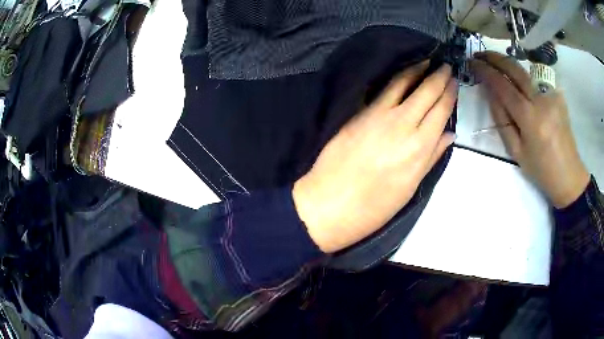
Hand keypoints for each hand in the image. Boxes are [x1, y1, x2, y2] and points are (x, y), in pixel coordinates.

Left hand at [293, 62, 456, 252]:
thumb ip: (431, 158)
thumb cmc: (374, 207)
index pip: (441, 110)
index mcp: (419, 147)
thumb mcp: (410, 188)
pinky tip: (400, 73)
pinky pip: (382, 89)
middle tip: (445, 65)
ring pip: (403, 83)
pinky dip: (395, 77)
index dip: (449, 93)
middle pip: (425, 92)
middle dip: (438, 76)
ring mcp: (378, 115)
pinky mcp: (358, 113)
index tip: (454, 81)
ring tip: (426, 60)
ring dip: (417, 69)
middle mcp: (403, 124)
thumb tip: (449, 134)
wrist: (329, 205)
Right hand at [472, 51, 589, 208]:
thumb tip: (491, 93)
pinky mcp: (558, 95)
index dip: (486, 71)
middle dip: (494, 57)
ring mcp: (552, 95)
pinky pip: (537, 79)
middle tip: (480, 54)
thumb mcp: (516, 152)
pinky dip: (524, 76)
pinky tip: (518, 80)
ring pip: (525, 70)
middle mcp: (541, 101)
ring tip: (495, 62)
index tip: (473, 63)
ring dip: (507, 63)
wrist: (569, 174)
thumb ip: (502, 120)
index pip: (503, 86)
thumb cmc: (541, 169)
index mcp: (530, 119)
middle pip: (515, 69)